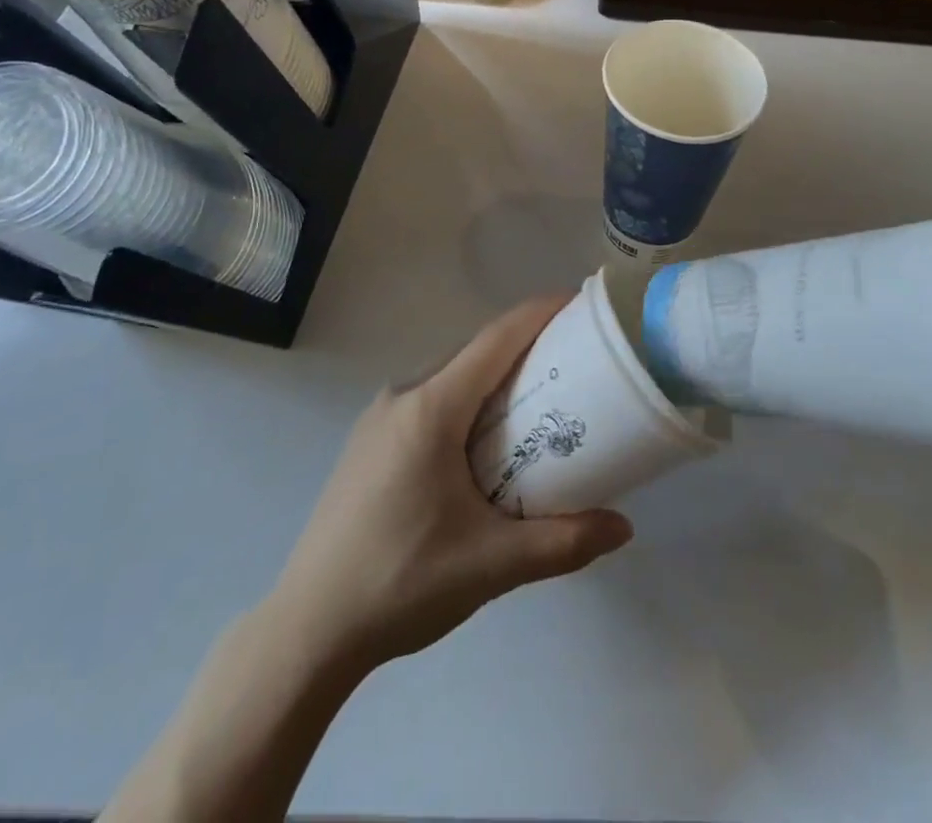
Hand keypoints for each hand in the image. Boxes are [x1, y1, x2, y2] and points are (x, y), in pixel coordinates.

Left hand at [268, 296, 633, 675]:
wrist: (307, 630)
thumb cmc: (402, 582)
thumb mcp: (492, 565)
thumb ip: (563, 543)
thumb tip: (624, 528)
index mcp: (431, 409)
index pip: (495, 340)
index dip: (538, 314)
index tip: (577, 302)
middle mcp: (402, 397)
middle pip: (473, 352)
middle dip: (523, 345)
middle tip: (571, 359)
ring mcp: (377, 418)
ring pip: (448, 375)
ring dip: (491, 376)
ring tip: (534, 399)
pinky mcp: (367, 442)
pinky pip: (427, 399)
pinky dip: (464, 399)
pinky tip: (480, 441)